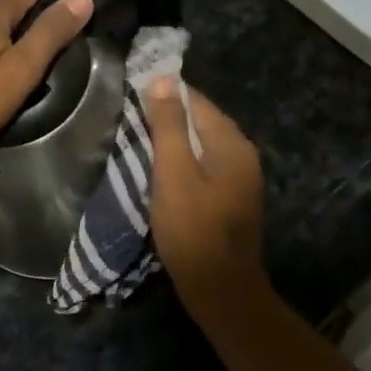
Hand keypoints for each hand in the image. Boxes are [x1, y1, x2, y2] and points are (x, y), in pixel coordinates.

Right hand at [141, 81, 267, 309]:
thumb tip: (163, 79)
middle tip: (128, 119)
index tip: (131, 95)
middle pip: (200, 122)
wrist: (220, 290)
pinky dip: (181, 164)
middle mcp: (242, 154)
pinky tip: (158, 173)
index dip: (164, 95)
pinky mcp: (230, 200)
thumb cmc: (193, 229)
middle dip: (167, 118)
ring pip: (200, 146)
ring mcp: (239, 179)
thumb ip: (169, 126)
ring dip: (172, 143)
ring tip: (137, 143)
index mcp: (231, 143)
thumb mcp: (173, 173)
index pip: (196, 101)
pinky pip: (203, 167)